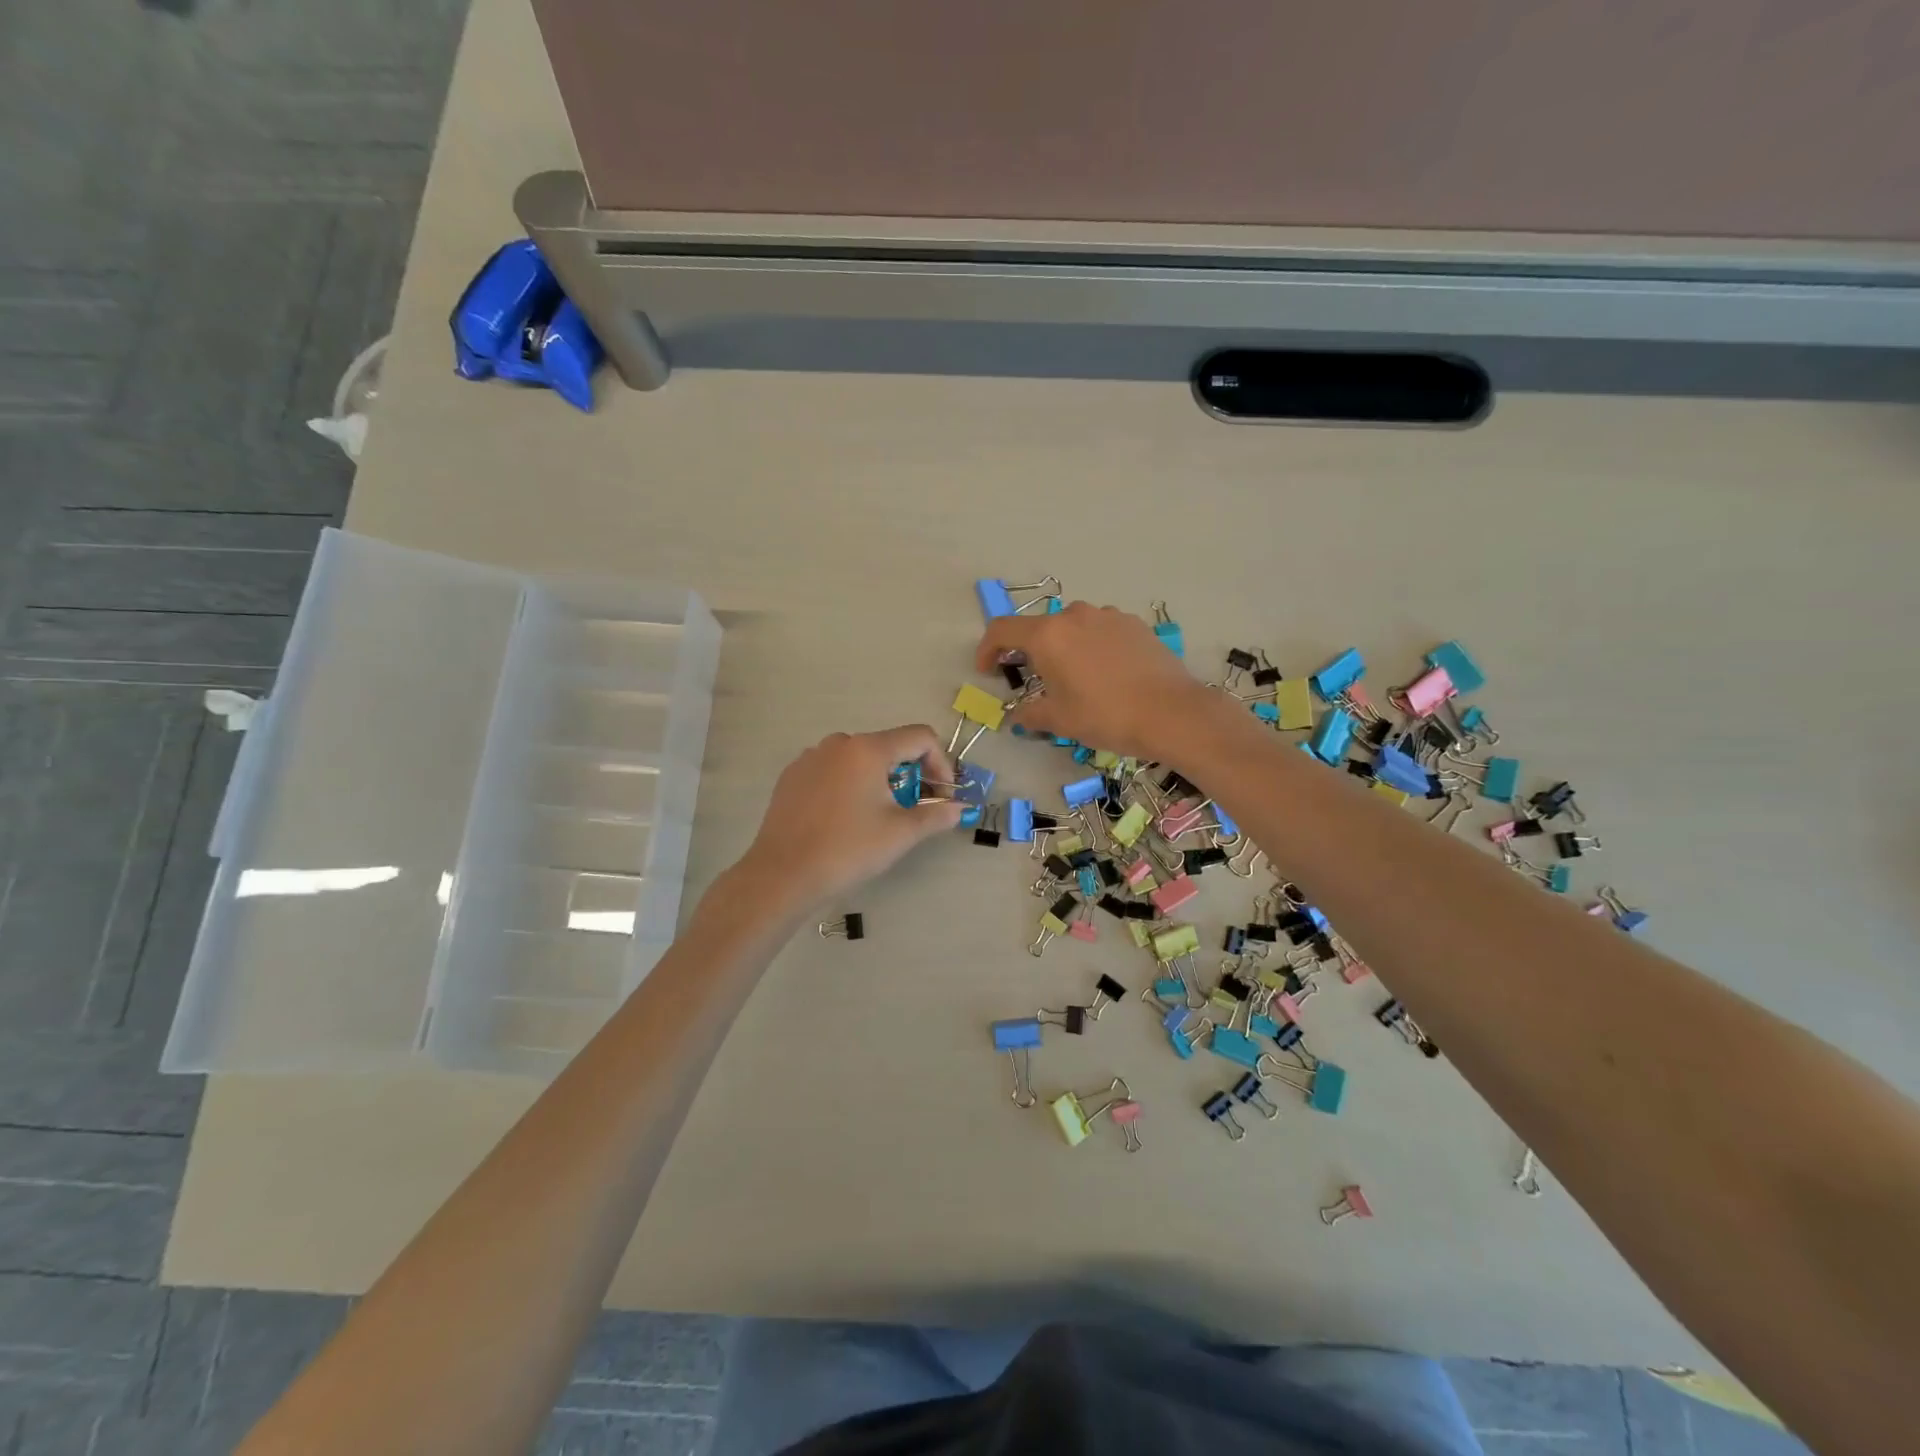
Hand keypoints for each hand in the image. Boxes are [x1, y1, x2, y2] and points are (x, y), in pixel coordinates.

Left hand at [734, 725, 963, 912]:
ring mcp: (810, 758)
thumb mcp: (900, 833)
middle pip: (889, 746)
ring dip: (879, 779)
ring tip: (878, 816)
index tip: (942, 795)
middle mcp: (838, 743)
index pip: (920, 737)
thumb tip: (959, 808)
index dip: (941, 763)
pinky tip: (844, 818)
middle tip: (915, 808)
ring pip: (859, 759)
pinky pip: (832, 770)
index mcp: (868, 749)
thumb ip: (936, 815)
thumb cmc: (848, 850)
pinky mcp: (791, 776)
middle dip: (911, 773)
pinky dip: (849, 785)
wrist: (782, 875)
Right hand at [975, 602, 1212, 760]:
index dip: (987, 649)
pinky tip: (1105, 674)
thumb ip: (1029, 713)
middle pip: (1039, 628)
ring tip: (1073, 678)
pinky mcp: (1134, 624)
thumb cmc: (1105, 716)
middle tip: (1033, 679)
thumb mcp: (1059, 720)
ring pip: (1072, 627)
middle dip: (1029, 651)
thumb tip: (1017, 716)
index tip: (987, 670)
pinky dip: (1092, 647)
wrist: (1171, 713)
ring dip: (1063, 647)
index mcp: (1048, 635)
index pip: (1002, 630)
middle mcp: (1075, 615)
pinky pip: (1100, 631)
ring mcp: (1108, 616)